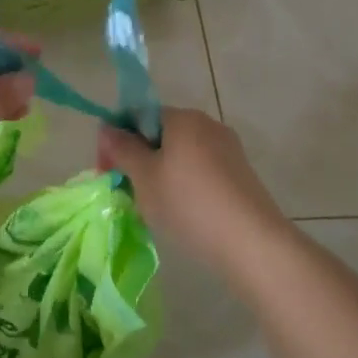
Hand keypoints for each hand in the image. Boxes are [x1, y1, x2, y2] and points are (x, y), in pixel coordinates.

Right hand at [98, 110, 286, 269]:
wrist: (252, 243)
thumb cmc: (188, 203)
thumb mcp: (144, 177)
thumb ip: (122, 149)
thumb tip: (106, 127)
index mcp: (183, 118)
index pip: (139, 115)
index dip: (118, 139)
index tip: (107, 170)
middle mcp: (208, 125)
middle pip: (160, 135)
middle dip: (139, 159)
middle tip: (126, 192)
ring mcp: (228, 150)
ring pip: (180, 156)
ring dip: (160, 176)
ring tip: (151, 208)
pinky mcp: (240, 176)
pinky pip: (200, 173)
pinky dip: (184, 187)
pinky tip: (180, 214)